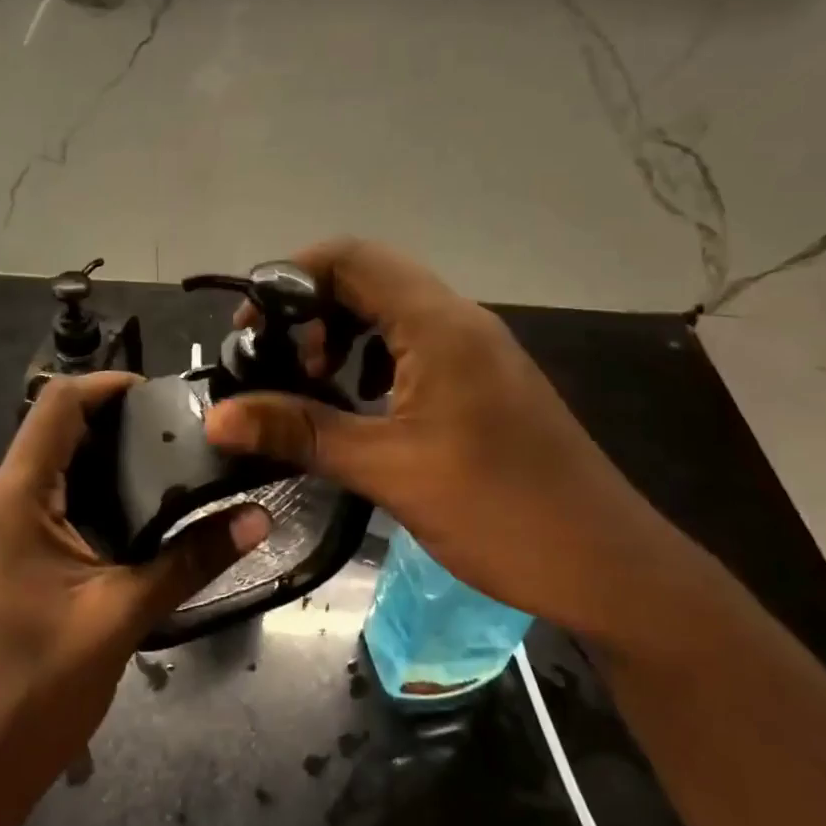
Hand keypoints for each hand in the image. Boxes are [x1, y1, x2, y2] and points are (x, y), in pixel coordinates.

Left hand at [0, 372, 269, 825]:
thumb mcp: (120, 619)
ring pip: (44, 474)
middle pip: (51, 435)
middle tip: (179, 437)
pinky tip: (125, 526)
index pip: (56, 405)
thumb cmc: (31, 694)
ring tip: (164, 474)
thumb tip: (259, 517)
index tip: (163, 393)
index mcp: (10, 500)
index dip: (108, 384)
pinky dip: (79, 501)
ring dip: (98, 466)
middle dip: (113, 427)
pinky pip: (35, 509)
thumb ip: (190, 561)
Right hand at [203, 239, 686, 639]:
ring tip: (311, 385)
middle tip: (276, 364)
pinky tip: (357, 408)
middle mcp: (459, 322)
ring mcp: (476, 352)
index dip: (289, 279)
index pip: (351, 259)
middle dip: (311, 312)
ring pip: (391, 315)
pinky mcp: (483, 384)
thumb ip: (300, 432)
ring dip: (342, 337)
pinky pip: (413, 348)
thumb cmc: (500, 511)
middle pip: (368, 281)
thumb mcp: (389, 469)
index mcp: (439, 324)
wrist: (609, 567)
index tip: (250, 329)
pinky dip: (372, 363)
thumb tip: (216, 417)